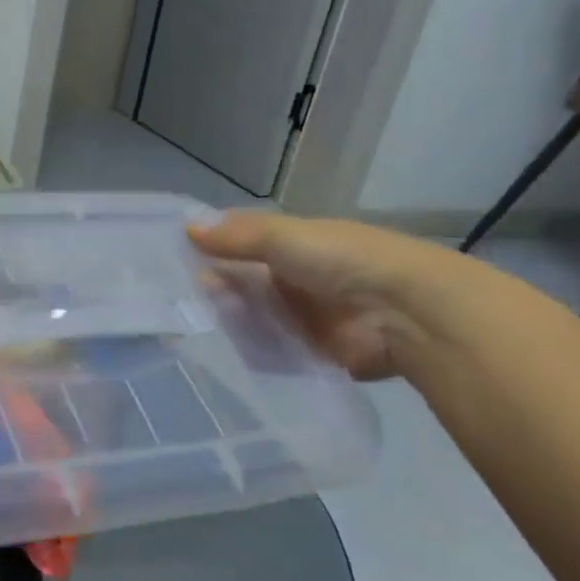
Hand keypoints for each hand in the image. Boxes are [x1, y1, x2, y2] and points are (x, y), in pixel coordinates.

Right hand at [188, 212, 467, 380]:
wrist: (405, 313)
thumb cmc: (343, 261)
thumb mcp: (284, 237)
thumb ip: (236, 236)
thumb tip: (185, 227)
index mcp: (297, 245)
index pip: (244, 245)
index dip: (213, 249)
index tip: (174, 260)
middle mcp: (299, 279)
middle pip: (245, 284)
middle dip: (218, 289)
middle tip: (180, 299)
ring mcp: (305, 317)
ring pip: (254, 317)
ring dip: (231, 319)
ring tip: (196, 325)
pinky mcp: (310, 353)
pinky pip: (270, 351)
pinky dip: (250, 350)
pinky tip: (222, 350)